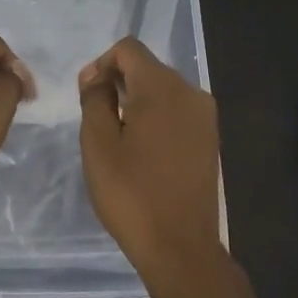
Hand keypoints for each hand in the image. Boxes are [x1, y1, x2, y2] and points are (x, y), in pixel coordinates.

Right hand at [79, 37, 220, 268]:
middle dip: (118, 82)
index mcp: (162, 88)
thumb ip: (94, 99)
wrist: (180, 247)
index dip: (101, 64)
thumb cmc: (131, 194)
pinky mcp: (209, 138)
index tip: (87, 96)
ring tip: (117, 137)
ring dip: (135, 101)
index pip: (128, 49)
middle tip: (96, 119)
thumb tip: (96, 76)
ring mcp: (205, 116)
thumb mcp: (98, 144)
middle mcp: (191, 92)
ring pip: (162, 89)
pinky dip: (154, 117)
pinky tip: (142, 150)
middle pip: (147, 67)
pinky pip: (176, 110)